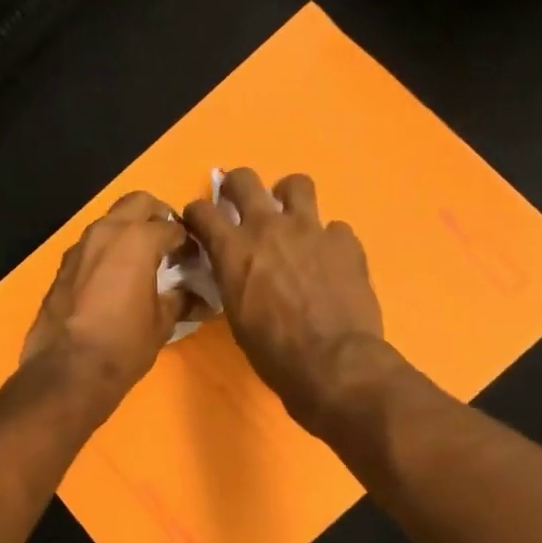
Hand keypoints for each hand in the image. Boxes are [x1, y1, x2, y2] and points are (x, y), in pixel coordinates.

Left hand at [21, 191, 188, 413]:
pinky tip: (116, 280)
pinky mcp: (63, 266)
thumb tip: (200, 298)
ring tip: (144, 262)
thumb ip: (181, 300)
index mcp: (137, 239)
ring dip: (129, 231)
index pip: (173, 226)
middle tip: (169, 244)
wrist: (68, 371)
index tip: (196, 259)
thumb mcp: (162, 323)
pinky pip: (92, 246)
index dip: (189, 242)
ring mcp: (80, 246)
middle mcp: (106, 232)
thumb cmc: (124, 344)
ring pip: (111, 221)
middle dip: (157, 216)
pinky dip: (108, 251)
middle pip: (138, 203)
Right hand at [183, 168, 387, 429]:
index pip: (201, 211)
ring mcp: (311, 229)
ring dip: (288, 197)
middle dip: (236, 185)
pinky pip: (334, 228)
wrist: (332, 363)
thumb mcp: (237, 317)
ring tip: (291, 218)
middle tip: (239, 200)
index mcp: (234, 250)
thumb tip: (237, 272)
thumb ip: (234, 281)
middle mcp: (269, 228)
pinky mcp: (345, 242)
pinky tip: (329, 261)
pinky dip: (328, 241)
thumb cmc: (274, 353)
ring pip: (296, 184)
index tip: (200, 222)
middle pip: (245, 179)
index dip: (197, 213)